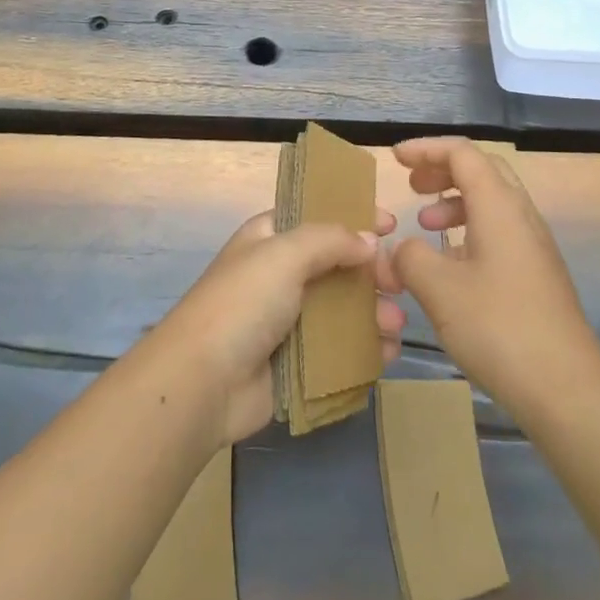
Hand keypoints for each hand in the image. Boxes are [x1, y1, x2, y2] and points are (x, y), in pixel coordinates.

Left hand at [151, 209, 404, 447]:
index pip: (318, 216)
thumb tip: (370, 241)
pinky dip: (365, 349)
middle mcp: (281, 275)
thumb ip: (331, 240)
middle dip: (371, 272)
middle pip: (338, 264)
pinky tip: (386, 353)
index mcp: (270, 239)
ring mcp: (289, 320)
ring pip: (343, 309)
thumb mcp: (284, 253)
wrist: (202, 383)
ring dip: (373, 313)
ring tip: (395, 326)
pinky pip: (340, 350)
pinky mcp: (297, 363)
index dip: (353, 216)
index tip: (391, 224)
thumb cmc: (242, 304)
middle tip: (398, 284)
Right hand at [381, 138, 599, 416]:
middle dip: (443, 170)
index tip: (395, 159)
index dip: (426, 149)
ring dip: (455, 202)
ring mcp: (533, 246)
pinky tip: (451, 264)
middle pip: (482, 171)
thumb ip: (410, 257)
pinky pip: (499, 232)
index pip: (462, 153)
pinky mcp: (537, 275)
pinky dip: (469, 230)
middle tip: (412, 185)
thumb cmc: (499, 328)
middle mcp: (521, 216)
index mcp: (500, 206)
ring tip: (425, 225)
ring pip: (491, 202)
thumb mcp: (439, 289)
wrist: (567, 390)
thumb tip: (399, 248)